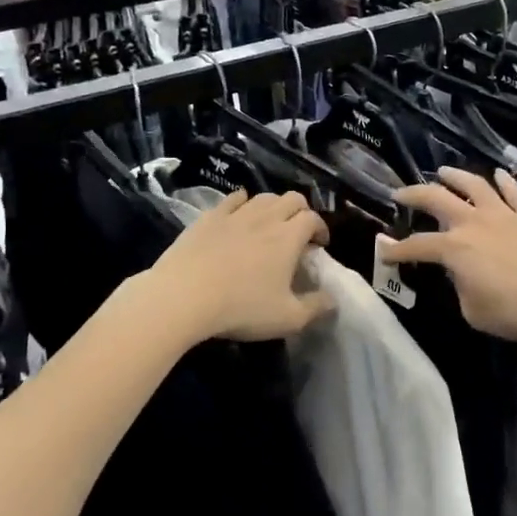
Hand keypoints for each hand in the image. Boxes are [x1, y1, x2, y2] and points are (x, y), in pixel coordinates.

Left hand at [145, 190, 333, 342]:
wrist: (183, 296)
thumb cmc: (241, 308)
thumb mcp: (287, 318)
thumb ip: (316, 308)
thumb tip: (333, 300)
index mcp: (289, 237)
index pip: (313, 219)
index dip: (321, 229)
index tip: (320, 245)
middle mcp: (266, 218)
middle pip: (292, 199)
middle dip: (301, 211)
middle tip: (299, 232)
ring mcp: (235, 214)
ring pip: (263, 197)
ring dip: (274, 206)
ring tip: (271, 224)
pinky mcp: (209, 217)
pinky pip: (232, 199)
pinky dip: (242, 202)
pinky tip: (240, 212)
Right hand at [380, 167, 516, 346]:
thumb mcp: (475, 312)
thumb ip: (462, 289)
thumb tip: (464, 275)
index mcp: (454, 249)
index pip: (417, 246)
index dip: (397, 250)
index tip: (384, 251)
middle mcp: (474, 222)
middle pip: (437, 199)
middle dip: (414, 194)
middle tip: (400, 194)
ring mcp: (504, 214)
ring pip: (474, 184)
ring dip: (455, 176)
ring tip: (443, 171)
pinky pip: (514, 192)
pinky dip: (504, 181)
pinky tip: (499, 175)